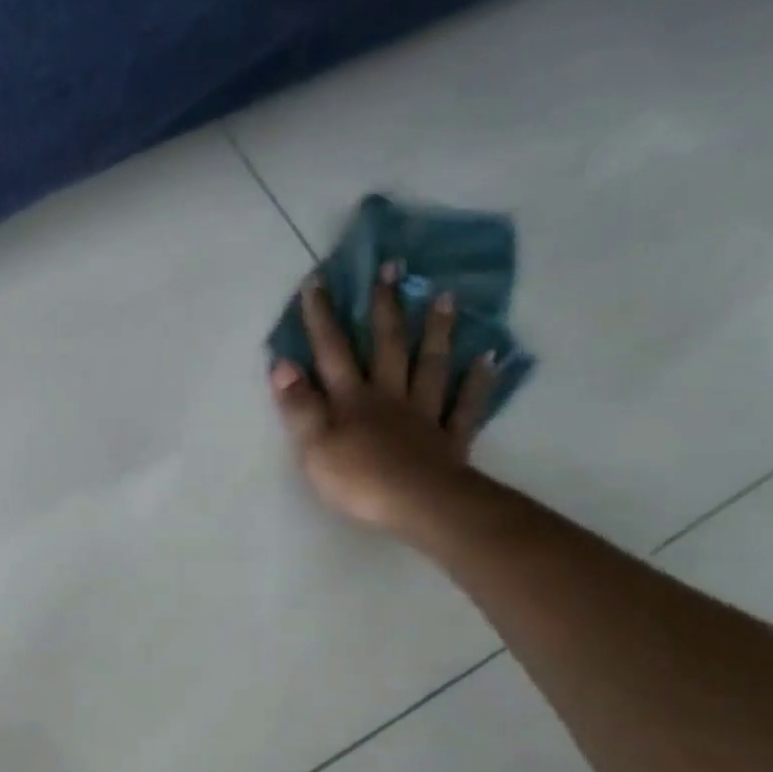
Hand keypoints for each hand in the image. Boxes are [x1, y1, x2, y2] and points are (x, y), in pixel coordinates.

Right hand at [269, 265, 496, 534]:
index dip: (323, 318)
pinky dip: (478, 381)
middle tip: (393, 266)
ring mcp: (423, 414)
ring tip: (446, 296)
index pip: (333, 352)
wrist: (418, 505)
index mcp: (352, 400)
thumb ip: (299, 405)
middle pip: (387, 345)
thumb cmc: (358, 479)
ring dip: (437, 331)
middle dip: (385, 306)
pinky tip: (489, 358)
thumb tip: (282, 364)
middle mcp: (389, 396)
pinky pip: (465, 405)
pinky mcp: (450, 438)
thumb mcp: (313, 446)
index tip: (319, 280)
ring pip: (431, 366)